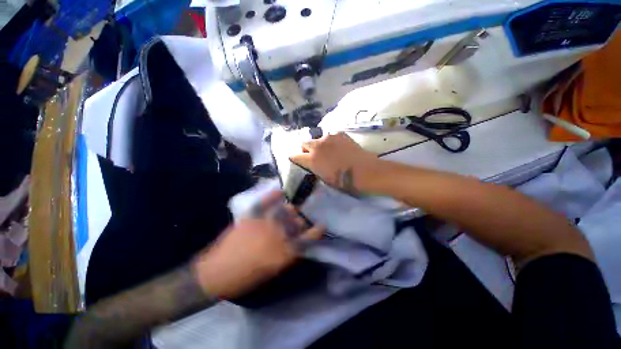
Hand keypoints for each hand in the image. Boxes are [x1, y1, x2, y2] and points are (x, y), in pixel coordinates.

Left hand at [193, 192, 323, 298]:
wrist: (214, 273)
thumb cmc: (244, 279)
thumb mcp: (271, 272)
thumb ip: (287, 256)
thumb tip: (297, 243)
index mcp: (282, 253)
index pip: (306, 239)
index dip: (316, 231)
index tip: (322, 224)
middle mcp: (276, 236)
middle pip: (296, 223)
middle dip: (301, 221)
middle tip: (302, 220)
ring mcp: (263, 224)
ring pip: (284, 212)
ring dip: (291, 210)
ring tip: (293, 209)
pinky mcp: (250, 218)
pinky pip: (265, 203)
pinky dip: (273, 196)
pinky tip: (280, 192)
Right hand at [290, 132, 378, 194]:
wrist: (363, 171)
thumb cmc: (343, 180)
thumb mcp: (324, 178)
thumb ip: (315, 168)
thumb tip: (312, 163)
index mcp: (311, 159)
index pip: (295, 156)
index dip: (295, 158)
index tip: (298, 160)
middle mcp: (317, 146)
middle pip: (304, 142)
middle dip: (306, 148)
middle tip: (313, 155)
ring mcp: (328, 137)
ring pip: (317, 138)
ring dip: (319, 144)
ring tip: (328, 150)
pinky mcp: (339, 134)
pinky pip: (330, 135)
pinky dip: (330, 141)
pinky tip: (338, 146)